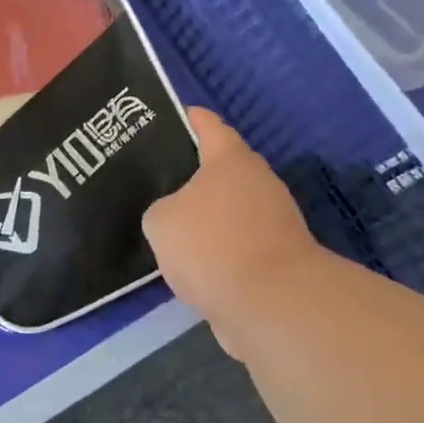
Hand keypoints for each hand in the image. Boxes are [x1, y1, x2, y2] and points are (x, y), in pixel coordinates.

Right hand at [143, 109, 320, 350]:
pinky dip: (214, 248)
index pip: (206, 124)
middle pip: (218, 167)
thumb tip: (174, 217)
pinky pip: (234, 242)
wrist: (270, 305)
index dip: (183, 117)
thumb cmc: (211, 244)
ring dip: (201, 215)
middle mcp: (257, 181)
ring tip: (163, 223)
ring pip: (226, 208)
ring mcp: (272, 220)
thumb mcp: (161, 220)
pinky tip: (185, 260)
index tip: (158, 118)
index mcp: (230, 159)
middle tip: (149, 177)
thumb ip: (160, 208)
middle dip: (187, 172)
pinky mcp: (274, 257)